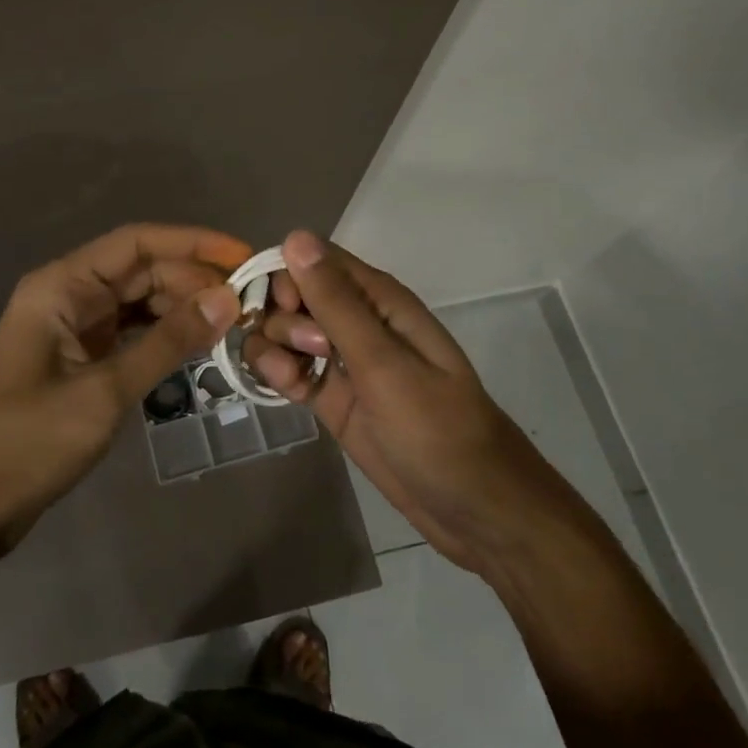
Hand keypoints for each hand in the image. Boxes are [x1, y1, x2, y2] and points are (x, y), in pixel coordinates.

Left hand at [0, 224, 245, 566]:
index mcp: (61, 285)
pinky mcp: (77, 364)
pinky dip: (162, 339)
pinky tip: (198, 348)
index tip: (243, 256)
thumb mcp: (103, 392)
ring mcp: (71, 331)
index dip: (192, 243)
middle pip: (140, 271)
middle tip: (249, 302)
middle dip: (192, 280)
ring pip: (137, 304)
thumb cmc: (23, 443)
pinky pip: (128, 336)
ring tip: (233, 323)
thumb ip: (167, 344)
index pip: (136, 243)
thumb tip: (226, 299)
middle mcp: (66, 297)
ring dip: (181, 309)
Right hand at [242, 230, 572, 572]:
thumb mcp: (384, 364)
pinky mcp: (330, 395)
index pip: (313, 258)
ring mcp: (340, 360)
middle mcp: (355, 321)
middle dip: (282, 317)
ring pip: (283, 331)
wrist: (473, 510)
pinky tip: (288, 393)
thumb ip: (336, 303)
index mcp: (377, 299)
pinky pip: (288, 367)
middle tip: (309, 352)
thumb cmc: (437, 429)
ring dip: (274, 348)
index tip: (284, 308)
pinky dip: (278, 374)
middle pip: (291, 293)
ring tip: (295, 380)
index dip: (287, 276)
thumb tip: (294, 237)